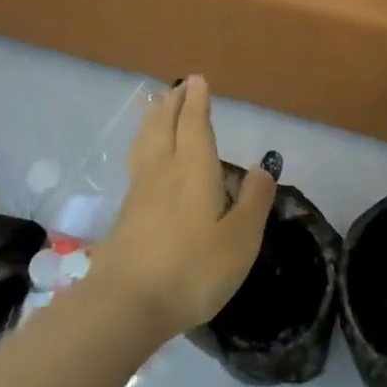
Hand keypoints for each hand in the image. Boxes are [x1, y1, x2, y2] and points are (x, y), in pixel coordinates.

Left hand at [93, 76, 274, 338]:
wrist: (126, 306)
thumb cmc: (192, 269)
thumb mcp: (240, 239)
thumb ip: (254, 201)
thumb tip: (262, 167)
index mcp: (193, 170)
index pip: (195, 124)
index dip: (197, 101)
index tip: (197, 80)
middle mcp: (163, 171)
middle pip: (164, 126)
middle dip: (172, 103)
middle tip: (177, 87)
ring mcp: (139, 192)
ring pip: (145, 142)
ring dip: (153, 120)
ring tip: (156, 108)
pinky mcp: (124, 215)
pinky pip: (136, 162)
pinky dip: (143, 145)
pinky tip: (146, 158)